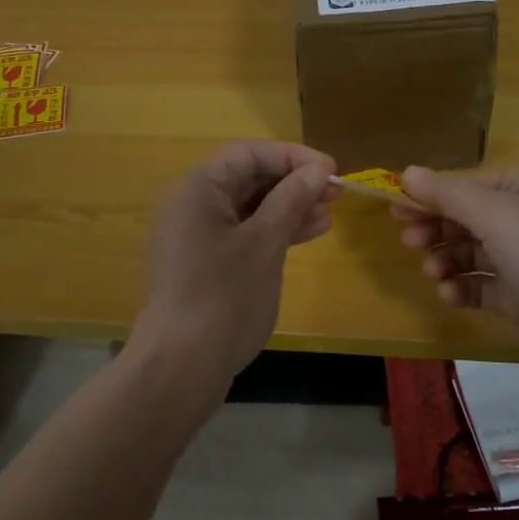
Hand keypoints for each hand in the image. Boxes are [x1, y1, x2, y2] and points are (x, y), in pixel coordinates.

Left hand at [129, 140, 339, 397]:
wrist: (182, 365)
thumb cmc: (226, 296)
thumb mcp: (265, 242)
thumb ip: (291, 199)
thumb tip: (317, 170)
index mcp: (199, 189)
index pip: (249, 154)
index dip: (293, 156)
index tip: (332, 169)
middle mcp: (193, 205)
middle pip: (248, 177)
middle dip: (293, 182)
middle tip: (336, 193)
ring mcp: (197, 236)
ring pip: (249, 208)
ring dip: (289, 207)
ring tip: (329, 213)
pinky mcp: (205, 263)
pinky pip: (243, 233)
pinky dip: (273, 231)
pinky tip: (308, 234)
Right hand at [395, 165, 518, 392]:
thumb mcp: (495, 214)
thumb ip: (447, 194)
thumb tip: (406, 172)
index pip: (471, 185)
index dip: (433, 196)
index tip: (396, 209)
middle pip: (469, 218)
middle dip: (438, 228)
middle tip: (409, 241)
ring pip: (473, 254)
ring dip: (447, 260)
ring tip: (434, 273)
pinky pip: (482, 287)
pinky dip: (463, 288)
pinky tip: (451, 295)